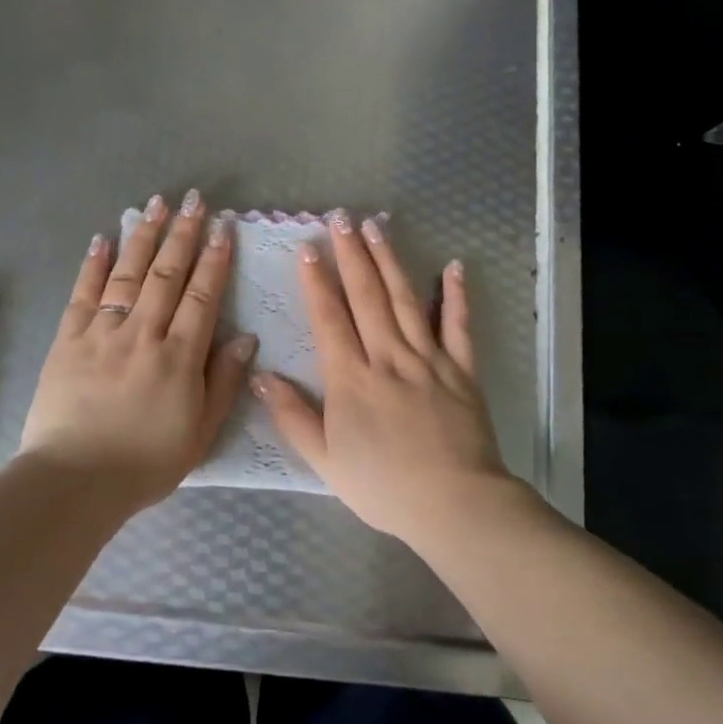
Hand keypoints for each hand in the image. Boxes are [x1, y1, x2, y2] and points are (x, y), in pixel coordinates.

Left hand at [21, 191, 255, 506]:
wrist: (73, 481)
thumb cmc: (145, 464)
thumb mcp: (200, 434)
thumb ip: (223, 383)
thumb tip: (245, 338)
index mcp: (179, 357)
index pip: (203, 296)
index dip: (215, 259)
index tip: (223, 227)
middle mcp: (143, 333)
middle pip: (167, 274)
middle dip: (183, 234)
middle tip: (194, 200)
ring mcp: (102, 332)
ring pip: (128, 274)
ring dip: (144, 236)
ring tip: (156, 204)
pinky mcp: (68, 339)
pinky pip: (83, 293)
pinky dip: (94, 264)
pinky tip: (104, 238)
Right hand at [253, 212, 515, 549]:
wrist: (454, 504)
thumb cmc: (383, 487)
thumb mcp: (325, 461)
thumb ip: (293, 417)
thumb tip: (261, 376)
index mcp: (351, 379)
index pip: (329, 318)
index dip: (316, 281)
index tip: (307, 247)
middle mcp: (387, 357)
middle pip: (366, 297)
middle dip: (351, 255)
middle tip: (340, 218)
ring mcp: (428, 359)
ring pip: (405, 300)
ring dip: (388, 261)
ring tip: (376, 227)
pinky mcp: (461, 369)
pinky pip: (458, 326)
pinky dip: (455, 295)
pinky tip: (452, 266)